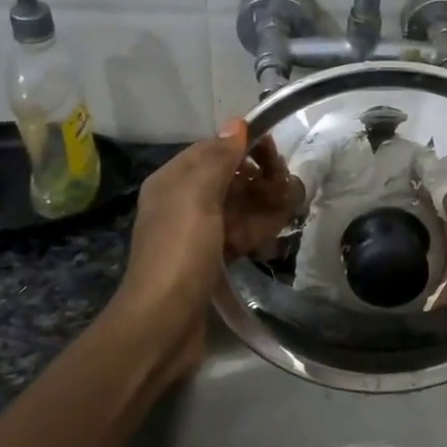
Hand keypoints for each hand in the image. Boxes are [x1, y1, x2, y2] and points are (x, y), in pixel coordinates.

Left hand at [114, 121, 293, 385]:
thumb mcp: (198, 197)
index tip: (276, 154)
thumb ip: (218, 159)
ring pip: (238, 208)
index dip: (245, 148)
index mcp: (172, 181)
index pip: (213, 149)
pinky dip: (255, 234)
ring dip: (262, 208)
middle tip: (283, 192)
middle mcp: (182, 202)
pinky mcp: (209, 261)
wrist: (162, 323)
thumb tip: (237, 123)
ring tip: (284, 217)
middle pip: (230, 178)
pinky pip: (237, 236)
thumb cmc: (180, 253)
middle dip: (259, 181)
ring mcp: (195, 234)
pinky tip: (270, 242)